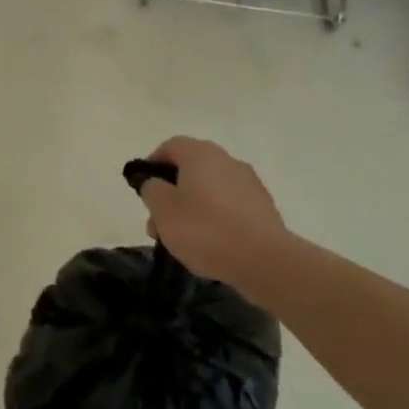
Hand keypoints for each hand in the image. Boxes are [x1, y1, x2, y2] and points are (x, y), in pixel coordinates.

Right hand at [138, 136, 291, 292]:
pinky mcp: (264, 210)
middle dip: (171, 194)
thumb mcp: (161, 208)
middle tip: (158, 222)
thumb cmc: (205, 229)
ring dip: (191, 209)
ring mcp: (250, 185)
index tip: (143, 188)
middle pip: (190, 170)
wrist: (265, 262)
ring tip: (182, 240)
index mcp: (201, 154)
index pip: (170, 147)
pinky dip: (215, 220)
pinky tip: (209, 245)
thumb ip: (150, 188)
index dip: (152, 164)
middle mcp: (227, 161)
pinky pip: (229, 208)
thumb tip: (156, 183)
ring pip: (209, 191)